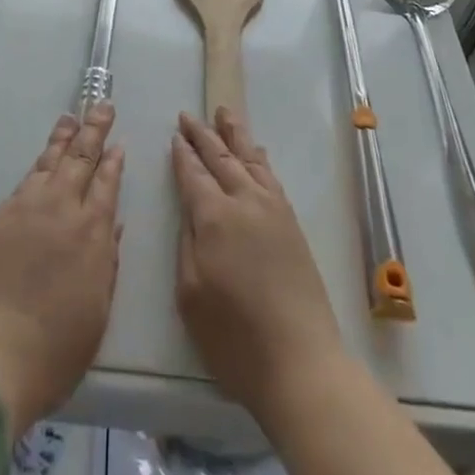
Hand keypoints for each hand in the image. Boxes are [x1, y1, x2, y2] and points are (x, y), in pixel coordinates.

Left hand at [0, 104, 124, 433]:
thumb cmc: (54, 349)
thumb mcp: (97, 312)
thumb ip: (107, 263)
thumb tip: (114, 226)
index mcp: (92, 232)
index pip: (107, 183)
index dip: (113, 161)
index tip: (118, 143)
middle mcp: (61, 209)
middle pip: (80, 158)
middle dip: (94, 130)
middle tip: (101, 106)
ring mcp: (26, 209)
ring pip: (49, 161)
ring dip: (63, 138)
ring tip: (71, 118)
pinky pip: (25, 181)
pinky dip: (38, 165)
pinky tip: (41, 162)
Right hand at [172, 109, 342, 416]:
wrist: (301, 362)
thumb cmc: (234, 338)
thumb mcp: (190, 295)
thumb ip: (187, 244)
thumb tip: (190, 213)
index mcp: (214, 217)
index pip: (193, 174)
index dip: (182, 155)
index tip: (174, 136)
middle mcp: (244, 201)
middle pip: (220, 157)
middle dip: (202, 135)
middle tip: (188, 116)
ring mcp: (272, 209)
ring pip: (249, 158)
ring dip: (233, 134)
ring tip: (223, 112)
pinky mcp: (291, 223)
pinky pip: (270, 176)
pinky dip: (258, 157)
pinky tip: (255, 151)